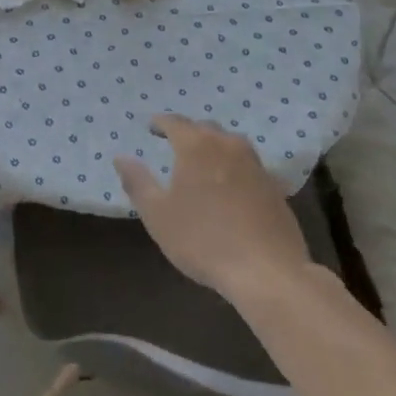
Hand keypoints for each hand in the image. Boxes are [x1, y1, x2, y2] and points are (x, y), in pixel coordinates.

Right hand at [115, 115, 311, 303]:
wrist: (267, 272)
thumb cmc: (203, 239)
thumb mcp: (157, 214)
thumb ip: (137, 182)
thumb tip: (121, 158)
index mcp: (196, 145)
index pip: (175, 122)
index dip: (160, 123)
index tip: (150, 127)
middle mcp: (228, 146)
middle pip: (205, 128)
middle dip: (188, 132)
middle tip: (174, 144)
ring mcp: (256, 165)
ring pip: (230, 144)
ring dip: (213, 147)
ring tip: (202, 162)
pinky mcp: (275, 187)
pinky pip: (248, 165)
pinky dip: (234, 167)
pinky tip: (230, 186)